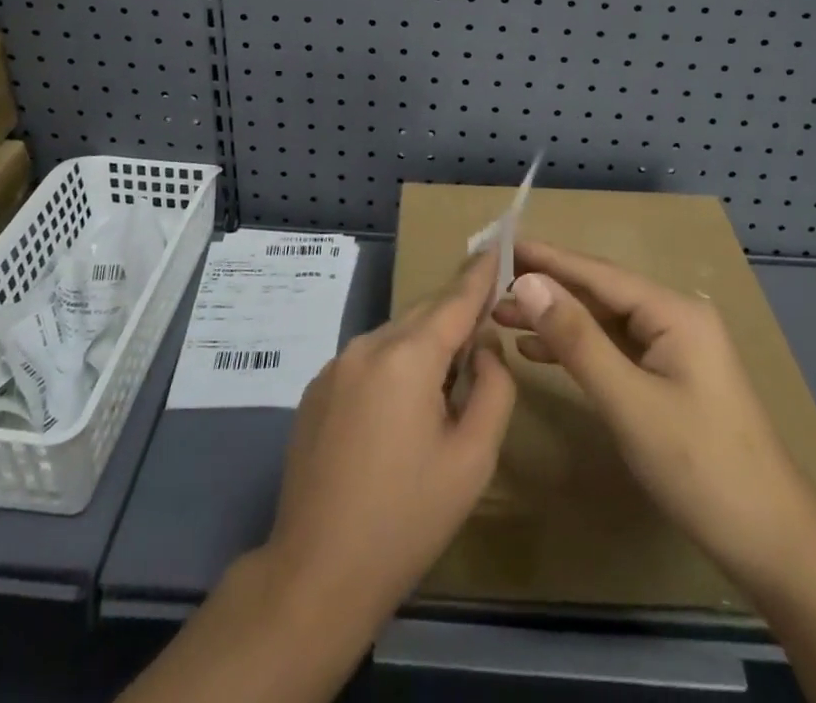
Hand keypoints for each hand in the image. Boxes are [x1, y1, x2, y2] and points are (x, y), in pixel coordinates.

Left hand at [263, 248, 516, 622]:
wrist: (317, 572)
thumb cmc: (406, 519)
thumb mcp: (472, 459)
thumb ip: (493, 389)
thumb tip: (484, 348)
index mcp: (407, 357)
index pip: (455, 300)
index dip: (480, 273)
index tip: (499, 243)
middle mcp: (367, 345)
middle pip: (424, 316)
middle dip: (455, 319)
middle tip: (485, 338)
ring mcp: (335, 365)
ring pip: (395, 337)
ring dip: (424, 349)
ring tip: (443, 393)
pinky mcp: (317, 388)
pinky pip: (369, 360)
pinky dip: (394, 367)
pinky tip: (398, 416)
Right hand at [493, 240, 815, 590]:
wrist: (773, 544)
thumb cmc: (701, 468)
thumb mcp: (630, 402)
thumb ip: (577, 339)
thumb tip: (528, 282)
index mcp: (673, 311)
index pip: (596, 272)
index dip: (546, 258)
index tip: (500, 245)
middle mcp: (674, 317)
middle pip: (598, 292)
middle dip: (545, 289)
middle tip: (490, 288)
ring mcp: (674, 348)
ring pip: (602, 321)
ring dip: (556, 319)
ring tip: (501, 317)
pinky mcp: (669, 377)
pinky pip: (613, 348)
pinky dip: (577, 347)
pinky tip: (538, 351)